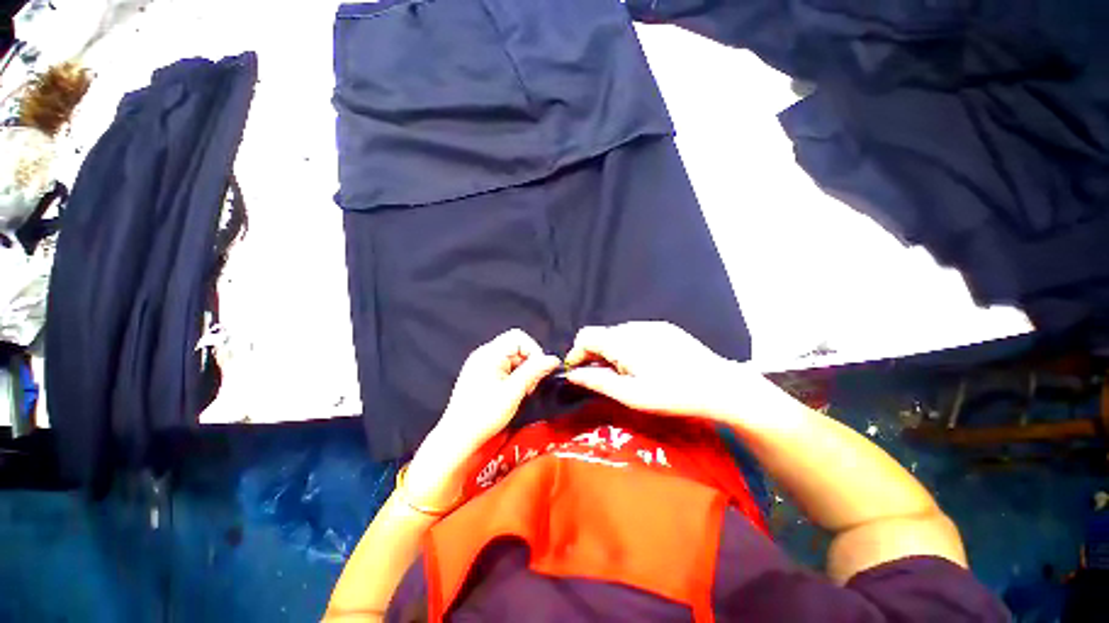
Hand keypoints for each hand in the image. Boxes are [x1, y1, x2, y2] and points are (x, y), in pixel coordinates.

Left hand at [404, 329, 559, 508]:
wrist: (458, 437)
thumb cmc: (484, 415)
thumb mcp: (514, 392)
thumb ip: (535, 371)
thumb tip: (553, 359)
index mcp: (489, 354)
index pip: (519, 337)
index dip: (533, 351)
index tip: (539, 371)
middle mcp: (483, 354)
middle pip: (516, 346)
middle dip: (529, 363)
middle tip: (531, 385)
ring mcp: (480, 363)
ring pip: (511, 357)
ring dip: (522, 371)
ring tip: (522, 391)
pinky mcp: (480, 373)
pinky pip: (503, 366)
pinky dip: (513, 375)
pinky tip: (513, 392)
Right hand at [563, 321, 742, 420]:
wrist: (719, 385)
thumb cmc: (672, 394)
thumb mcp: (632, 395)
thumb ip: (598, 381)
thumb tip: (573, 374)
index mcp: (622, 342)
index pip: (586, 336)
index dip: (577, 353)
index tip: (578, 371)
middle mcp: (633, 327)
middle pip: (601, 334)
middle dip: (595, 354)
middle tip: (604, 377)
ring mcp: (651, 325)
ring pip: (618, 333)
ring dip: (613, 350)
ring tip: (626, 372)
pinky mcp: (664, 328)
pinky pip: (636, 333)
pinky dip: (630, 345)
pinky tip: (645, 363)